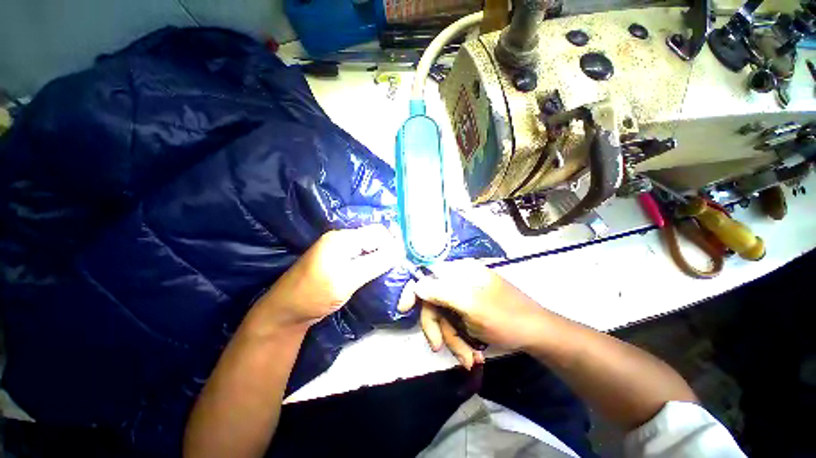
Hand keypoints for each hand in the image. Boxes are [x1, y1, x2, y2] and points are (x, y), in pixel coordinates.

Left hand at [256, 225, 399, 329]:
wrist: (286, 312)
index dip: (392, 244)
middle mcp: (342, 238)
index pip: (377, 232)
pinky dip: (372, 262)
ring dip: (380, 257)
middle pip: (374, 238)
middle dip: (387, 251)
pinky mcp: (339, 259)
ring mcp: (339, 249)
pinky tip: (376, 272)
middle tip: (396, 269)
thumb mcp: (348, 279)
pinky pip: (362, 255)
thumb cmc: (315, 294)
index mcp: (343, 238)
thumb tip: (400, 250)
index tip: (402, 262)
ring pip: (369, 247)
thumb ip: (375, 263)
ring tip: (389, 272)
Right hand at [398, 260, 547, 367]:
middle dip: (439, 327)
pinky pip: (455, 323)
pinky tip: (473, 353)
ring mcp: (465, 295)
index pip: (428, 274)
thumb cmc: (506, 318)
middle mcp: (460, 280)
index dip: (413, 291)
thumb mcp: (472, 306)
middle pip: (434, 301)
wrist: (538, 334)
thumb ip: (442, 292)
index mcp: (461, 271)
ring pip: (445, 317)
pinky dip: (460, 339)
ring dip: (453, 339)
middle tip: (442, 348)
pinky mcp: (469, 309)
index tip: (403, 309)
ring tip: (468, 358)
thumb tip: (416, 285)